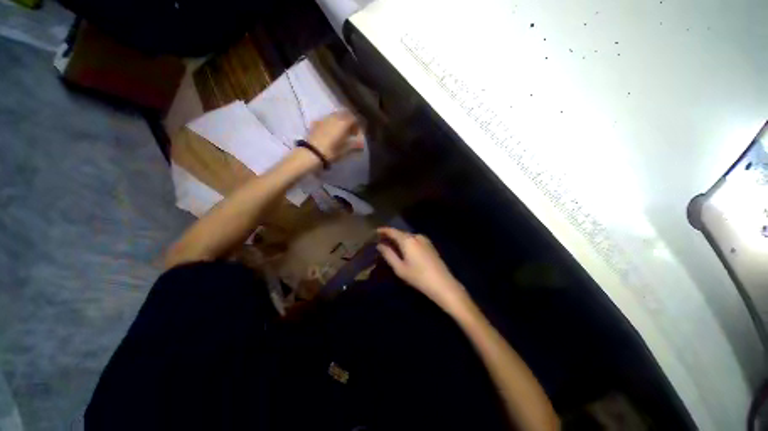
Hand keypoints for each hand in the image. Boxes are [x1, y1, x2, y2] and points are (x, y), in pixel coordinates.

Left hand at [307, 111, 364, 162]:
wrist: (311, 153)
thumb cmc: (331, 152)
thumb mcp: (345, 150)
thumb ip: (355, 144)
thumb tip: (362, 143)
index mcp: (343, 122)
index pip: (354, 118)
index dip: (358, 125)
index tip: (358, 134)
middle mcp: (334, 117)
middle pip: (345, 114)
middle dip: (349, 121)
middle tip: (351, 132)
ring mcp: (324, 118)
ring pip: (336, 115)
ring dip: (340, 121)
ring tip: (341, 132)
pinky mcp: (316, 122)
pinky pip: (328, 119)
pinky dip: (332, 123)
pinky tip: (331, 132)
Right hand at [377, 227, 470, 312]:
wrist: (443, 284)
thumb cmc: (418, 277)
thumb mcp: (400, 268)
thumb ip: (388, 254)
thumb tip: (380, 245)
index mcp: (407, 240)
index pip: (392, 231)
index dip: (383, 230)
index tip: (375, 231)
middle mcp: (416, 236)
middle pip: (400, 233)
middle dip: (390, 235)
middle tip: (381, 240)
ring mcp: (425, 240)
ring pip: (408, 237)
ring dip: (399, 239)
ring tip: (391, 245)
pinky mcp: (430, 245)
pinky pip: (414, 240)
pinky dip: (407, 242)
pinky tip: (404, 249)